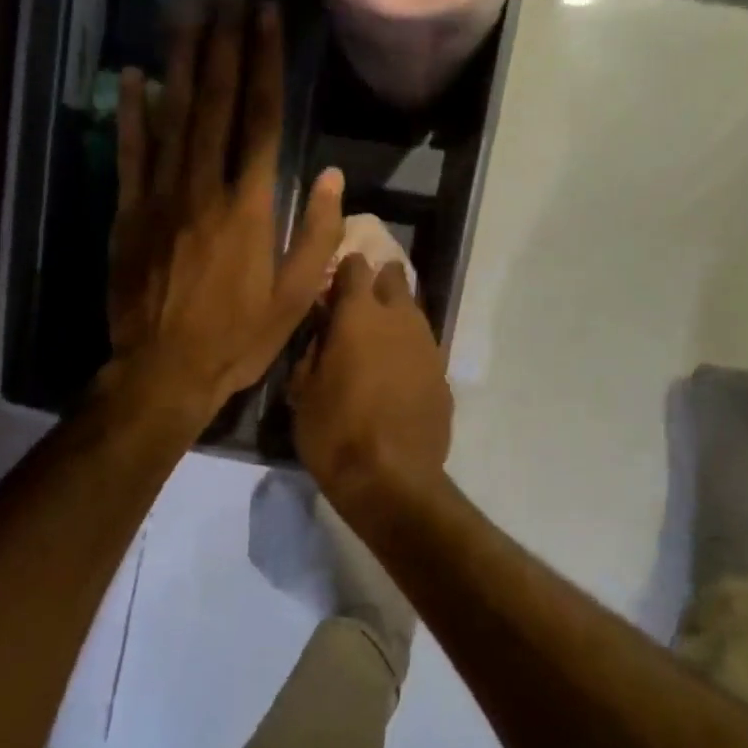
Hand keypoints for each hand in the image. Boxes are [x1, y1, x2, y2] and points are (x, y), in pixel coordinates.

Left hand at [107, 0, 343, 424]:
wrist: (164, 370)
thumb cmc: (236, 340)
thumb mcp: (293, 299)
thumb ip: (314, 237)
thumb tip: (329, 178)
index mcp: (249, 208)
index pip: (260, 121)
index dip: (264, 64)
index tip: (266, 16)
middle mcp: (204, 189)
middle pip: (215, 104)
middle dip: (223, 44)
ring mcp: (160, 197)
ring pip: (173, 117)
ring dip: (182, 61)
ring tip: (189, 11)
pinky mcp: (128, 214)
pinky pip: (130, 153)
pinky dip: (133, 113)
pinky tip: (136, 76)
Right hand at [290, 253, 452, 512]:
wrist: (391, 479)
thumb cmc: (335, 433)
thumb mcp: (303, 392)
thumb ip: (313, 351)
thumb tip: (323, 333)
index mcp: (359, 316)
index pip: (355, 267)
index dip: (343, 271)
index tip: (332, 285)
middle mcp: (400, 320)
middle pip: (394, 281)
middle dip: (378, 284)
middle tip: (358, 307)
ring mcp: (428, 348)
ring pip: (414, 315)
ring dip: (396, 319)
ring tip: (377, 342)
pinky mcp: (443, 378)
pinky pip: (424, 350)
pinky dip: (409, 353)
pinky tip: (396, 377)